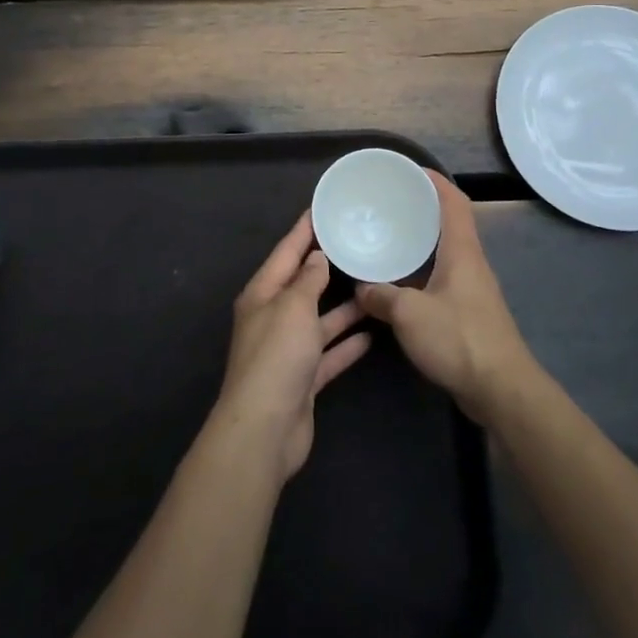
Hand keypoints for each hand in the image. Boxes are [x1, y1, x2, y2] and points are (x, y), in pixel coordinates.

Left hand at [212, 212, 371, 480]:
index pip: (285, 252)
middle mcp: (273, 317)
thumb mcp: (293, 307)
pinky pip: (329, 353)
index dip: (303, 230)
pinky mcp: (304, 378)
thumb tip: (316, 257)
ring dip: (344, 307)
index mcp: (262, 294)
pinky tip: (372, 334)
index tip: (322, 209)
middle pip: (303, 284)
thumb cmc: (276, 357)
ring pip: (320, 320)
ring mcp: (288, 350)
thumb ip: (308, 280)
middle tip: (357, 244)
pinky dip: (347, 344)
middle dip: (326, 266)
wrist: (265, 429)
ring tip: (374, 286)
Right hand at [354, 172, 535, 423]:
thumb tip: (360, 288)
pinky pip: (441, 278)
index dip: (434, 180)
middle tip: (389, 204)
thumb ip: (381, 297)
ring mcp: (472, 289)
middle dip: (421, 209)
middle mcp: (471, 263)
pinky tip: (398, 283)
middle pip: (449, 224)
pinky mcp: (469, 313)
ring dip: (420, 242)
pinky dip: (420, 271)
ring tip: (388, 238)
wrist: (501, 390)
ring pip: (444, 253)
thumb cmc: (459, 340)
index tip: (408, 170)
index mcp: (462, 251)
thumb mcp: (409, 314)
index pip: (454, 201)